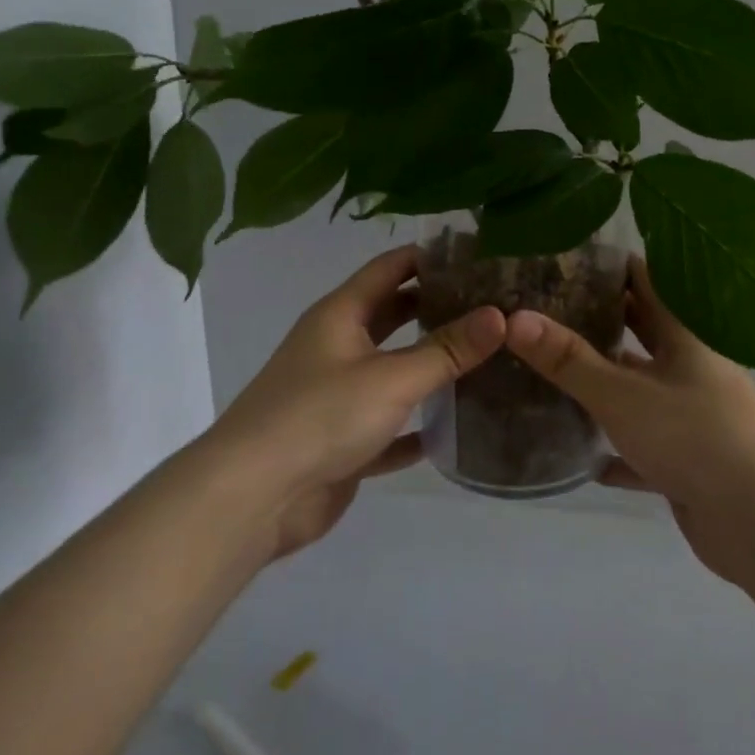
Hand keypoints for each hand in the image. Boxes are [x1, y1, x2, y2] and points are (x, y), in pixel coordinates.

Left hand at [209, 245, 504, 561]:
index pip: (390, 268)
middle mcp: (336, 347)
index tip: (478, 256)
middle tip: (491, 307)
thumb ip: (447, 349)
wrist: (254, 498)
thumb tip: (500, 315)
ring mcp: (336, 395)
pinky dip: (415, 425)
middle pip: (392, 315)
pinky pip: (388, 425)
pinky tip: (452, 429)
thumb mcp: (392, 377)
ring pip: (392, 371)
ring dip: (429, 366)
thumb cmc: (321, 417)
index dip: (430, 258)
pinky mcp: (341, 441)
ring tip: (484, 359)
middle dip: (436, 308)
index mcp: (340, 315)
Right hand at [504, 259, 754, 583]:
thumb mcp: (622, 394)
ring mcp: (696, 418)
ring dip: (608, 388)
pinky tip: (587, 460)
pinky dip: (620, 451)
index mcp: (686, 339)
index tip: (567, 262)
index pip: (648, 283)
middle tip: (550, 315)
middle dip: (603, 324)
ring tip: (557, 378)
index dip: (611, 269)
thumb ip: (568, 359)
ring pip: (644, 392)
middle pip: (645, 335)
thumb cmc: (694, 439)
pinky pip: (647, 449)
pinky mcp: (692, 463)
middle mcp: (694, 371)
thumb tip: (515, 318)